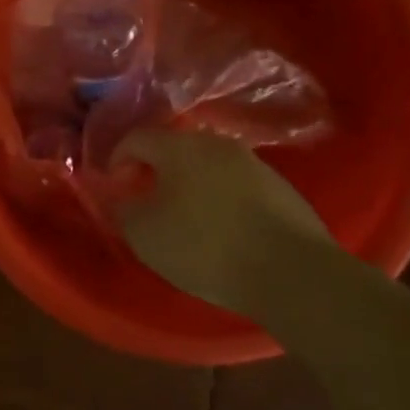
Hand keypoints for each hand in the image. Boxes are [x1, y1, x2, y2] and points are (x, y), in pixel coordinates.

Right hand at [113, 129, 332, 312]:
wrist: (292, 272)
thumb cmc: (206, 247)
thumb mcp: (146, 236)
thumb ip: (124, 210)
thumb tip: (122, 197)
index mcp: (179, 146)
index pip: (136, 138)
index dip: (118, 160)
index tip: (117, 188)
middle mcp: (215, 142)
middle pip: (174, 148)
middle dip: (157, 171)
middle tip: (149, 202)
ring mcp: (253, 162)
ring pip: (208, 165)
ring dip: (191, 184)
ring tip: (188, 219)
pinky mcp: (280, 186)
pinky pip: (237, 184)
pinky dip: (222, 199)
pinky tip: (224, 230)